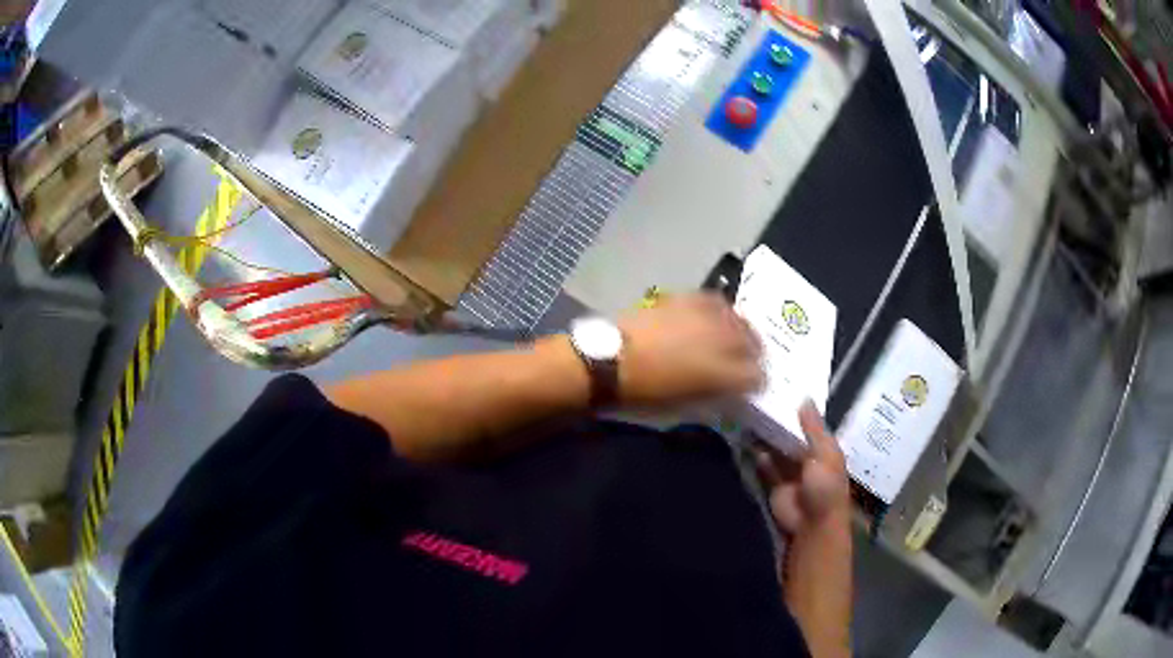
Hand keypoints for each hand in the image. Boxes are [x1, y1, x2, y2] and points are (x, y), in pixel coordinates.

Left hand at [616, 293, 762, 406]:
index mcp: (723, 375)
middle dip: (754, 354)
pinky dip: (719, 311)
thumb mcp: (684, 406)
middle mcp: (723, 341)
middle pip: (754, 342)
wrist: (608, 361)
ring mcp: (706, 316)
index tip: (750, 387)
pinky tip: (713, 317)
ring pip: (738, 319)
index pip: (757, 377)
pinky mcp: (687, 298)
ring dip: (740, 330)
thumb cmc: (644, 394)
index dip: (756, 383)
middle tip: (746, 361)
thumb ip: (713, 396)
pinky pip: (715, 301)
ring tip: (733, 337)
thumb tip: (727, 391)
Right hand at [754, 402, 849, 534]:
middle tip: (762, 401)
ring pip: (778, 452)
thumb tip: (805, 397)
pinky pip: (766, 469)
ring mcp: (791, 474)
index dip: (799, 412)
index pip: (811, 427)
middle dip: (780, 424)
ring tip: (752, 417)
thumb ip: (814, 428)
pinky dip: (760, 459)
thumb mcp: (825, 453)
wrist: (811, 523)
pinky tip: (750, 445)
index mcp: (824, 450)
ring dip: (768, 440)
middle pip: (792, 438)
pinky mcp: (775, 487)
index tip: (784, 391)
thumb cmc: (825, 486)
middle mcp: (808, 460)